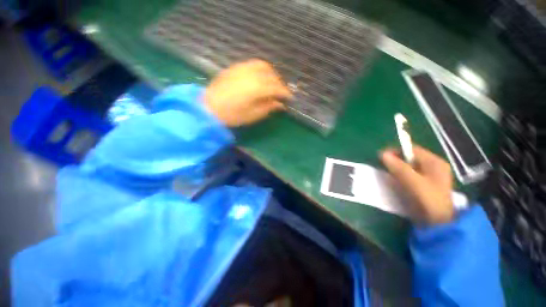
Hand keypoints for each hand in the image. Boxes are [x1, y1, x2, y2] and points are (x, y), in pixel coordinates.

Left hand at [204, 59, 291, 126]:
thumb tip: (280, 104)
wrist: (209, 108)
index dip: (285, 93)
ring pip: (263, 65)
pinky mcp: (234, 67)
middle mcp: (251, 74)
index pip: (276, 88)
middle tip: (281, 93)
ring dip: (271, 73)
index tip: (290, 98)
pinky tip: (259, 77)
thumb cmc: (232, 116)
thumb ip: (268, 108)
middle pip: (271, 75)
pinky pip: (252, 64)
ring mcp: (241, 68)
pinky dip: (260, 69)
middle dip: (279, 83)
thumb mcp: (252, 115)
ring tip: (272, 83)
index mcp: (256, 88)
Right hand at [380, 146, 453, 224]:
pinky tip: (397, 181)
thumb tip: (383, 154)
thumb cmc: (428, 200)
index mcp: (435, 162)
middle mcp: (434, 166)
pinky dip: (402, 175)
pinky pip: (411, 174)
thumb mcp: (413, 182)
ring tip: (388, 174)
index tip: (381, 156)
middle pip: (411, 157)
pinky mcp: (427, 184)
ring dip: (398, 168)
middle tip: (384, 166)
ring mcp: (431, 175)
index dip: (396, 151)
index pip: (412, 149)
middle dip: (396, 160)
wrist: (439, 223)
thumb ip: (398, 167)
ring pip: (410, 166)